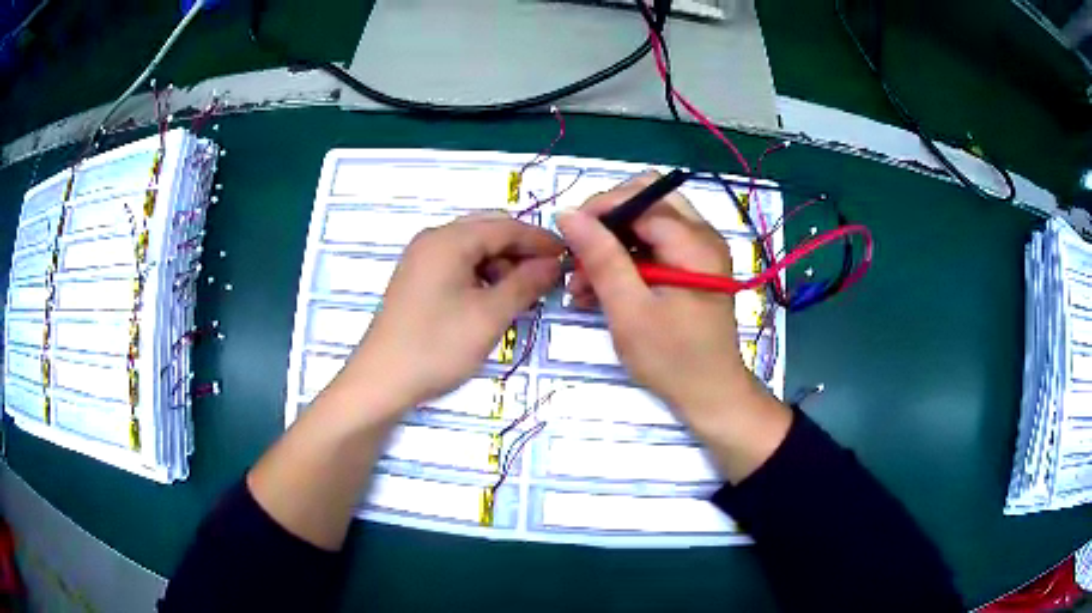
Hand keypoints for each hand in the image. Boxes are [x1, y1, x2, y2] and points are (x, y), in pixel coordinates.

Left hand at [339, 212, 563, 418]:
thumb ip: (526, 283)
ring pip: (473, 249)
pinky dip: (481, 276)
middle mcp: (433, 239)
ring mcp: (421, 259)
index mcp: (449, 239)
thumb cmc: (437, 346)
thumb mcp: (490, 316)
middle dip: (520, 251)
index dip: (540, 241)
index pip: (506, 226)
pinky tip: (493, 300)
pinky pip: (458, 264)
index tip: (568, 257)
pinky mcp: (417, 279)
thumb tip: (553, 264)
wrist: (382, 380)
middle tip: (547, 277)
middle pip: (488, 232)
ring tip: (521, 294)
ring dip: (501, 264)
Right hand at [556, 174, 755, 435]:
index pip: (641, 197)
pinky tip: (599, 290)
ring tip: (580, 283)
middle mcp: (703, 235)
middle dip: (606, 222)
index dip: (599, 208)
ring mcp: (699, 250)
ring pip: (646, 222)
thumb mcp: (630, 311)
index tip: (567, 237)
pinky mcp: (692, 267)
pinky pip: (653, 246)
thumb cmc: (672, 359)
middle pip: (646, 200)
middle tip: (578, 254)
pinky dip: (625, 260)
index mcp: (695, 242)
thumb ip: (601, 258)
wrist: (711, 395)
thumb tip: (568, 214)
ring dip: (611, 244)